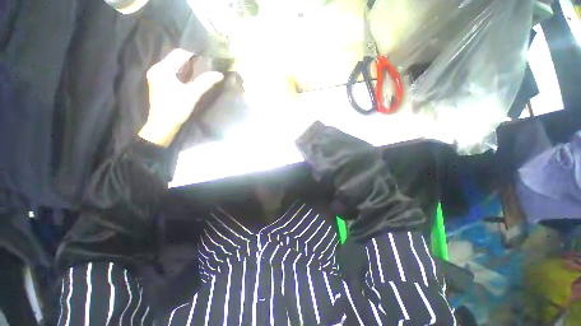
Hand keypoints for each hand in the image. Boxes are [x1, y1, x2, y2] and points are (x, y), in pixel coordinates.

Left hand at [138, 49, 222, 146]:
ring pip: (172, 66)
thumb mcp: (192, 94)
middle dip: (190, 61)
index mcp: (163, 69)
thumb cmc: (176, 108)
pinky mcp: (158, 84)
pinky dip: (180, 73)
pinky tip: (188, 80)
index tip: (205, 60)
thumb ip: (205, 82)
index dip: (192, 55)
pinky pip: (170, 73)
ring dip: (185, 68)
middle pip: (174, 59)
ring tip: (199, 73)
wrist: (163, 125)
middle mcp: (157, 69)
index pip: (178, 53)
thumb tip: (219, 74)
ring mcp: (156, 77)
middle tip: (204, 67)